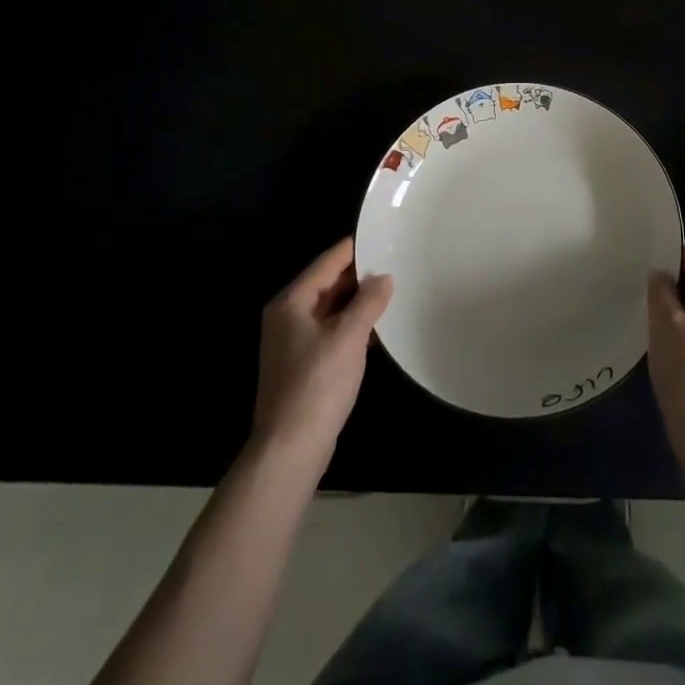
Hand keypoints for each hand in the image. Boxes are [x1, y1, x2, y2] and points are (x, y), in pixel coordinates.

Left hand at [251, 238, 392, 469]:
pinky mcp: (304, 364)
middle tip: (395, 262)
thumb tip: (384, 277)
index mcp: (292, 302)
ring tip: (393, 290)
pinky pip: (331, 331)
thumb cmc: (317, 385)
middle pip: (328, 284)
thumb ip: (368, 302)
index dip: (355, 248)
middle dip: (360, 275)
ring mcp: (293, 342)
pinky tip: (377, 328)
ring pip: (331, 309)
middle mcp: (288, 316)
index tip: (384, 236)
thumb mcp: (348, 337)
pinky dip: (352, 325)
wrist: (290, 449)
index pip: (327, 262)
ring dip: (358, 301)